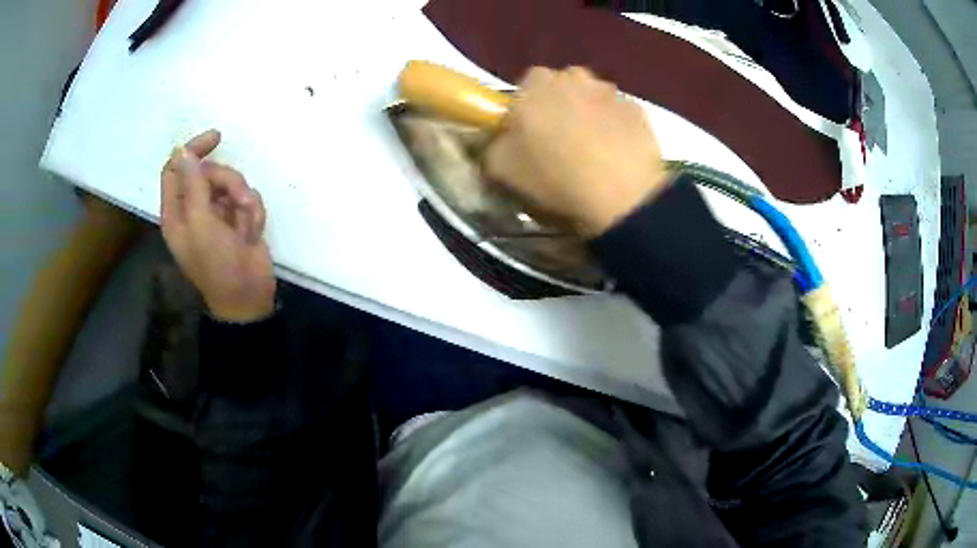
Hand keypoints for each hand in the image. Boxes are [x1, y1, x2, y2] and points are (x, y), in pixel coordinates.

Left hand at [160, 129, 275, 321]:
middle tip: (240, 200)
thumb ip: (193, 185)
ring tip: (248, 224)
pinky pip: (247, 199)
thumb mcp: (201, 224)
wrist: (248, 296)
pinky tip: (253, 233)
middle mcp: (194, 209)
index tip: (216, 139)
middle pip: (208, 173)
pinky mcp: (238, 219)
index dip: (192, 151)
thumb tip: (182, 150)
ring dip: (244, 199)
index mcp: (177, 212)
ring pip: (230, 183)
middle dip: (228, 181)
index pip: (175, 169)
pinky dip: (254, 213)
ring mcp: (217, 214)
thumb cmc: (217, 265)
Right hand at [485, 67, 668, 236]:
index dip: (526, 111)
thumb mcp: (500, 168)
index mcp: (535, 83)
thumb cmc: (554, 176)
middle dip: (559, 108)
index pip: (525, 87)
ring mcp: (611, 90)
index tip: (528, 136)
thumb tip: (497, 140)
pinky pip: (619, 115)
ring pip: (593, 99)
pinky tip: (616, 156)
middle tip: (559, 143)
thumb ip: (492, 145)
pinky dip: (617, 129)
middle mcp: (573, 76)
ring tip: (592, 152)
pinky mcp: (639, 110)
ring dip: (589, 116)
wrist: (620, 195)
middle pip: (561, 88)